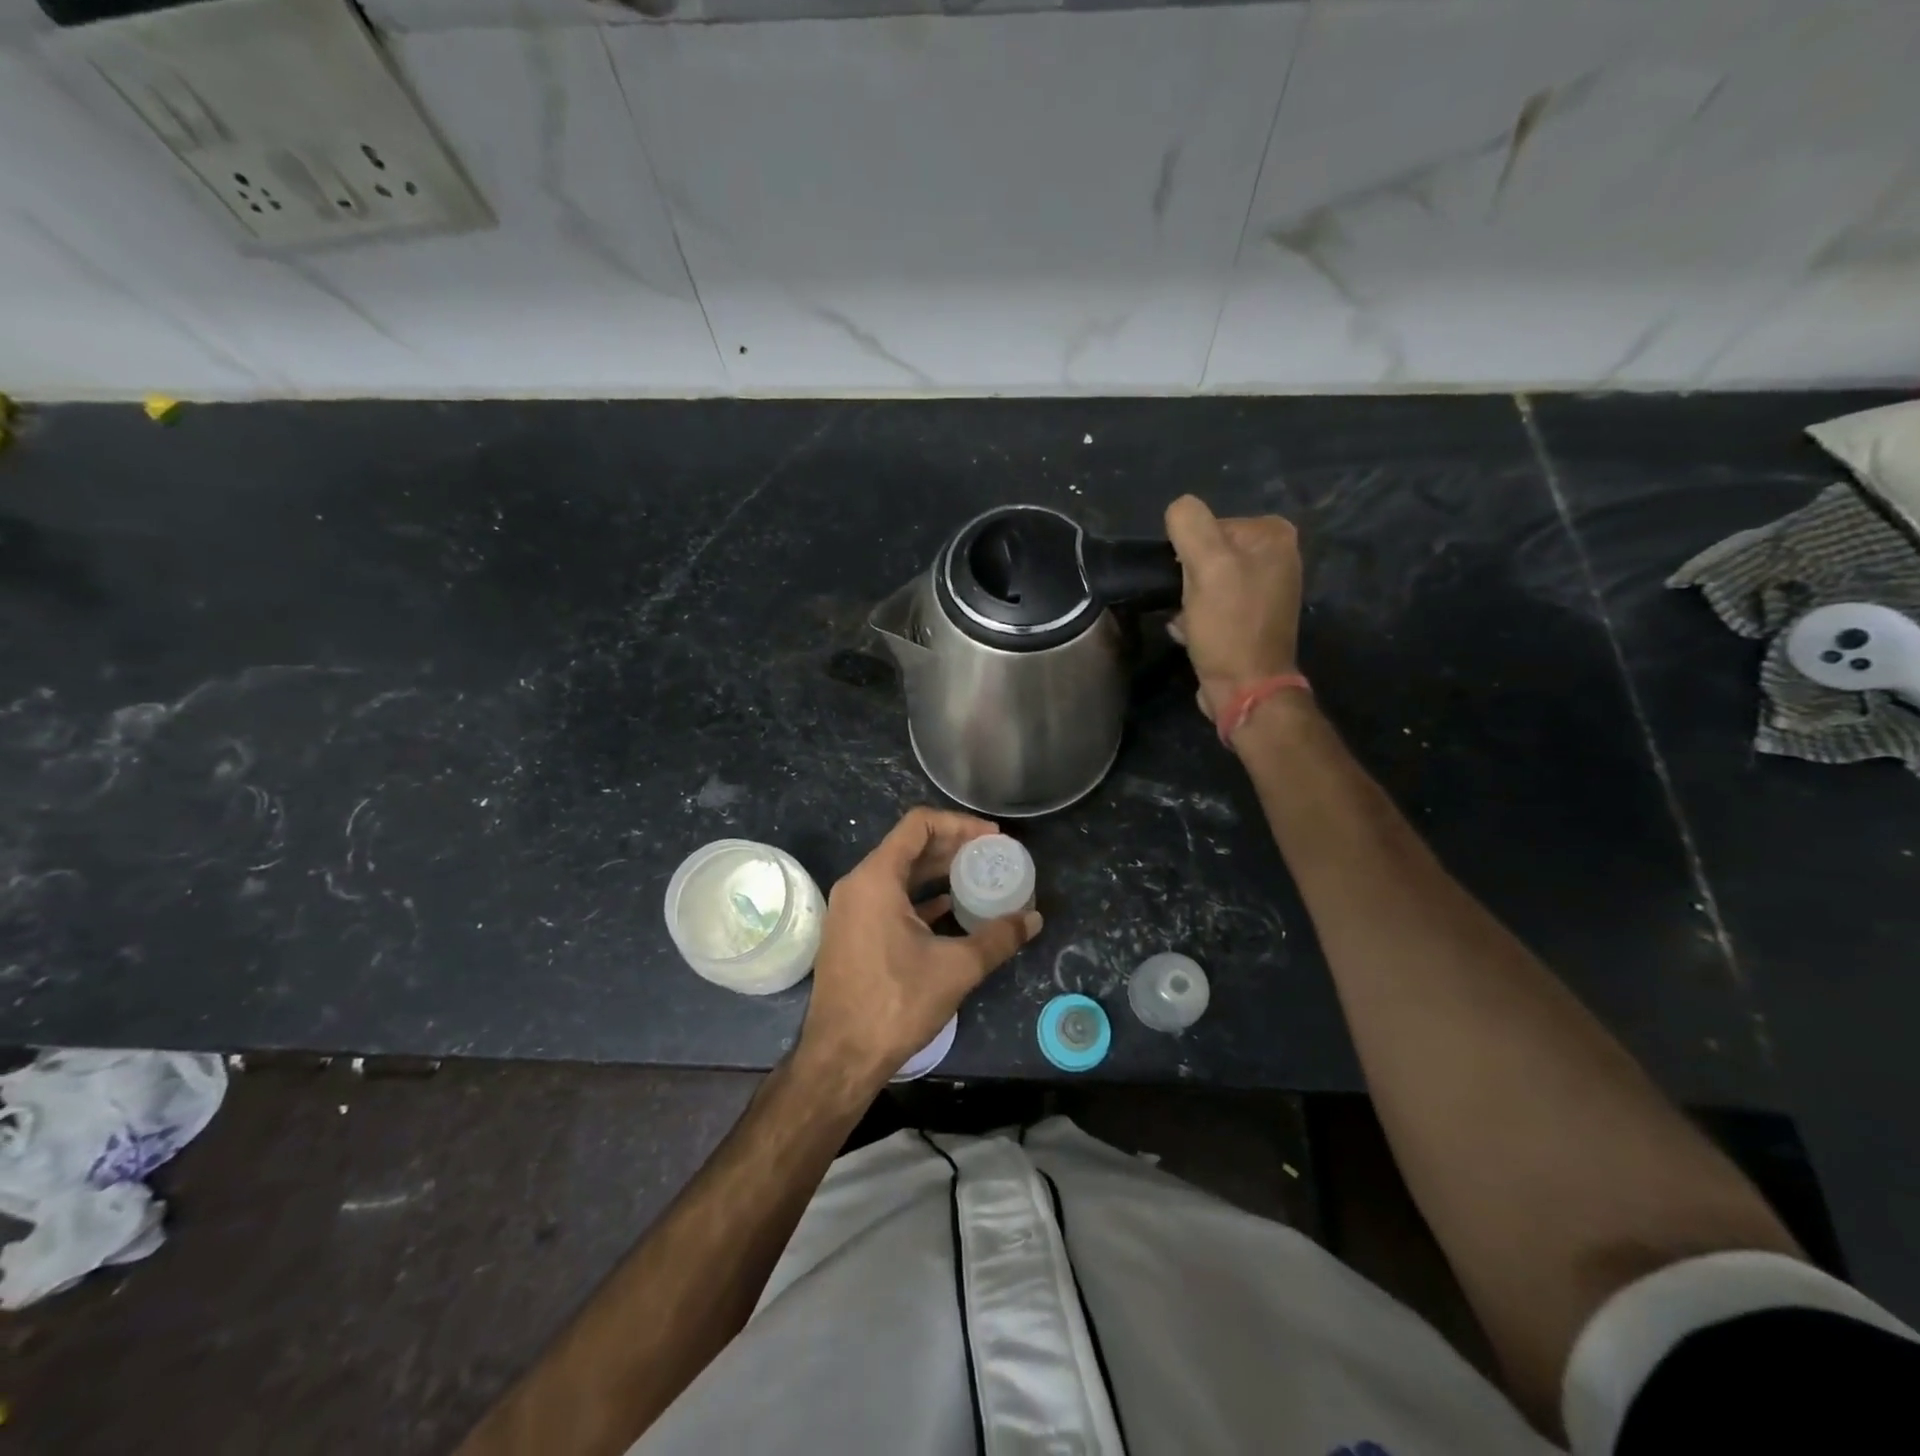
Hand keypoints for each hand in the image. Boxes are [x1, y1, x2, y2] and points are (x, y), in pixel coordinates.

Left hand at [798, 808, 1041, 1091]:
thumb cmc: (896, 1003)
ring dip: (937, 872)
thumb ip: (997, 938)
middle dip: (953, 847)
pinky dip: (920, 897)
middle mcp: (858, 885)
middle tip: (992, 856)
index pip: (919, 825)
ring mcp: (851, 910)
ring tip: (977, 877)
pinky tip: (950, 908)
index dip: (959, 824)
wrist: (841, 1057)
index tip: (992, 838)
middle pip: (909, 847)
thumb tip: (1034, 919)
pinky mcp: (853, 933)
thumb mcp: (956, 968)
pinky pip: (890, 899)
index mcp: (876, 878)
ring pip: (899, 874)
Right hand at [1164, 494, 1303, 722]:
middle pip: (1207, 553)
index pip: (1209, 525)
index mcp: (1273, 536)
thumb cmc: (1229, 626)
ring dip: (1186, 601)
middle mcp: (1276, 557)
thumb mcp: (1207, 566)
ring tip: (1189, 622)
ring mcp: (1264, 591)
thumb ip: (1190, 524)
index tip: (1189, 580)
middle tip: (1188, 603)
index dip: (1189, 552)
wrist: (1245, 688)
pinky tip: (1191, 634)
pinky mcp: (1250, 619)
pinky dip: (1195, 618)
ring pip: (1204, 581)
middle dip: (1188, 578)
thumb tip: (1178, 509)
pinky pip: (1211, 605)